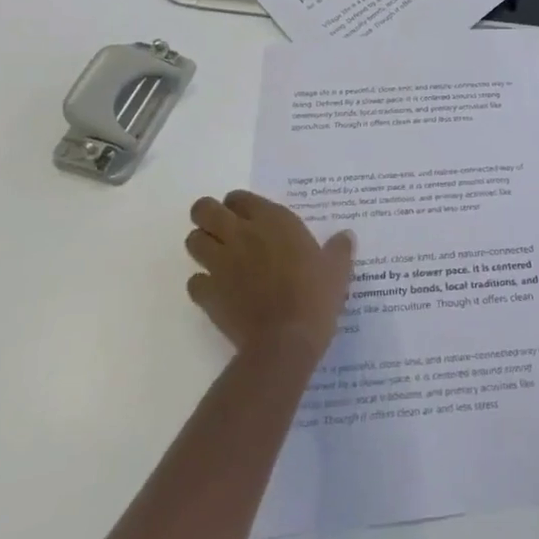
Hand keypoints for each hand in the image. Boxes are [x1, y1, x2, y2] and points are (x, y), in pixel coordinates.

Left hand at [185, 191, 354, 359]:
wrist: (286, 341)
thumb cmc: (315, 296)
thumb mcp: (337, 269)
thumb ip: (339, 249)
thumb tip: (345, 236)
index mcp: (272, 221)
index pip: (239, 197)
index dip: (239, 204)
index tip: (249, 215)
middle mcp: (241, 235)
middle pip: (204, 210)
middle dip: (208, 215)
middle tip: (222, 229)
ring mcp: (220, 264)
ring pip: (193, 241)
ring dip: (202, 245)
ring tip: (218, 257)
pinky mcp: (208, 294)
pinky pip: (194, 281)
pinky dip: (202, 284)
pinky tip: (218, 291)